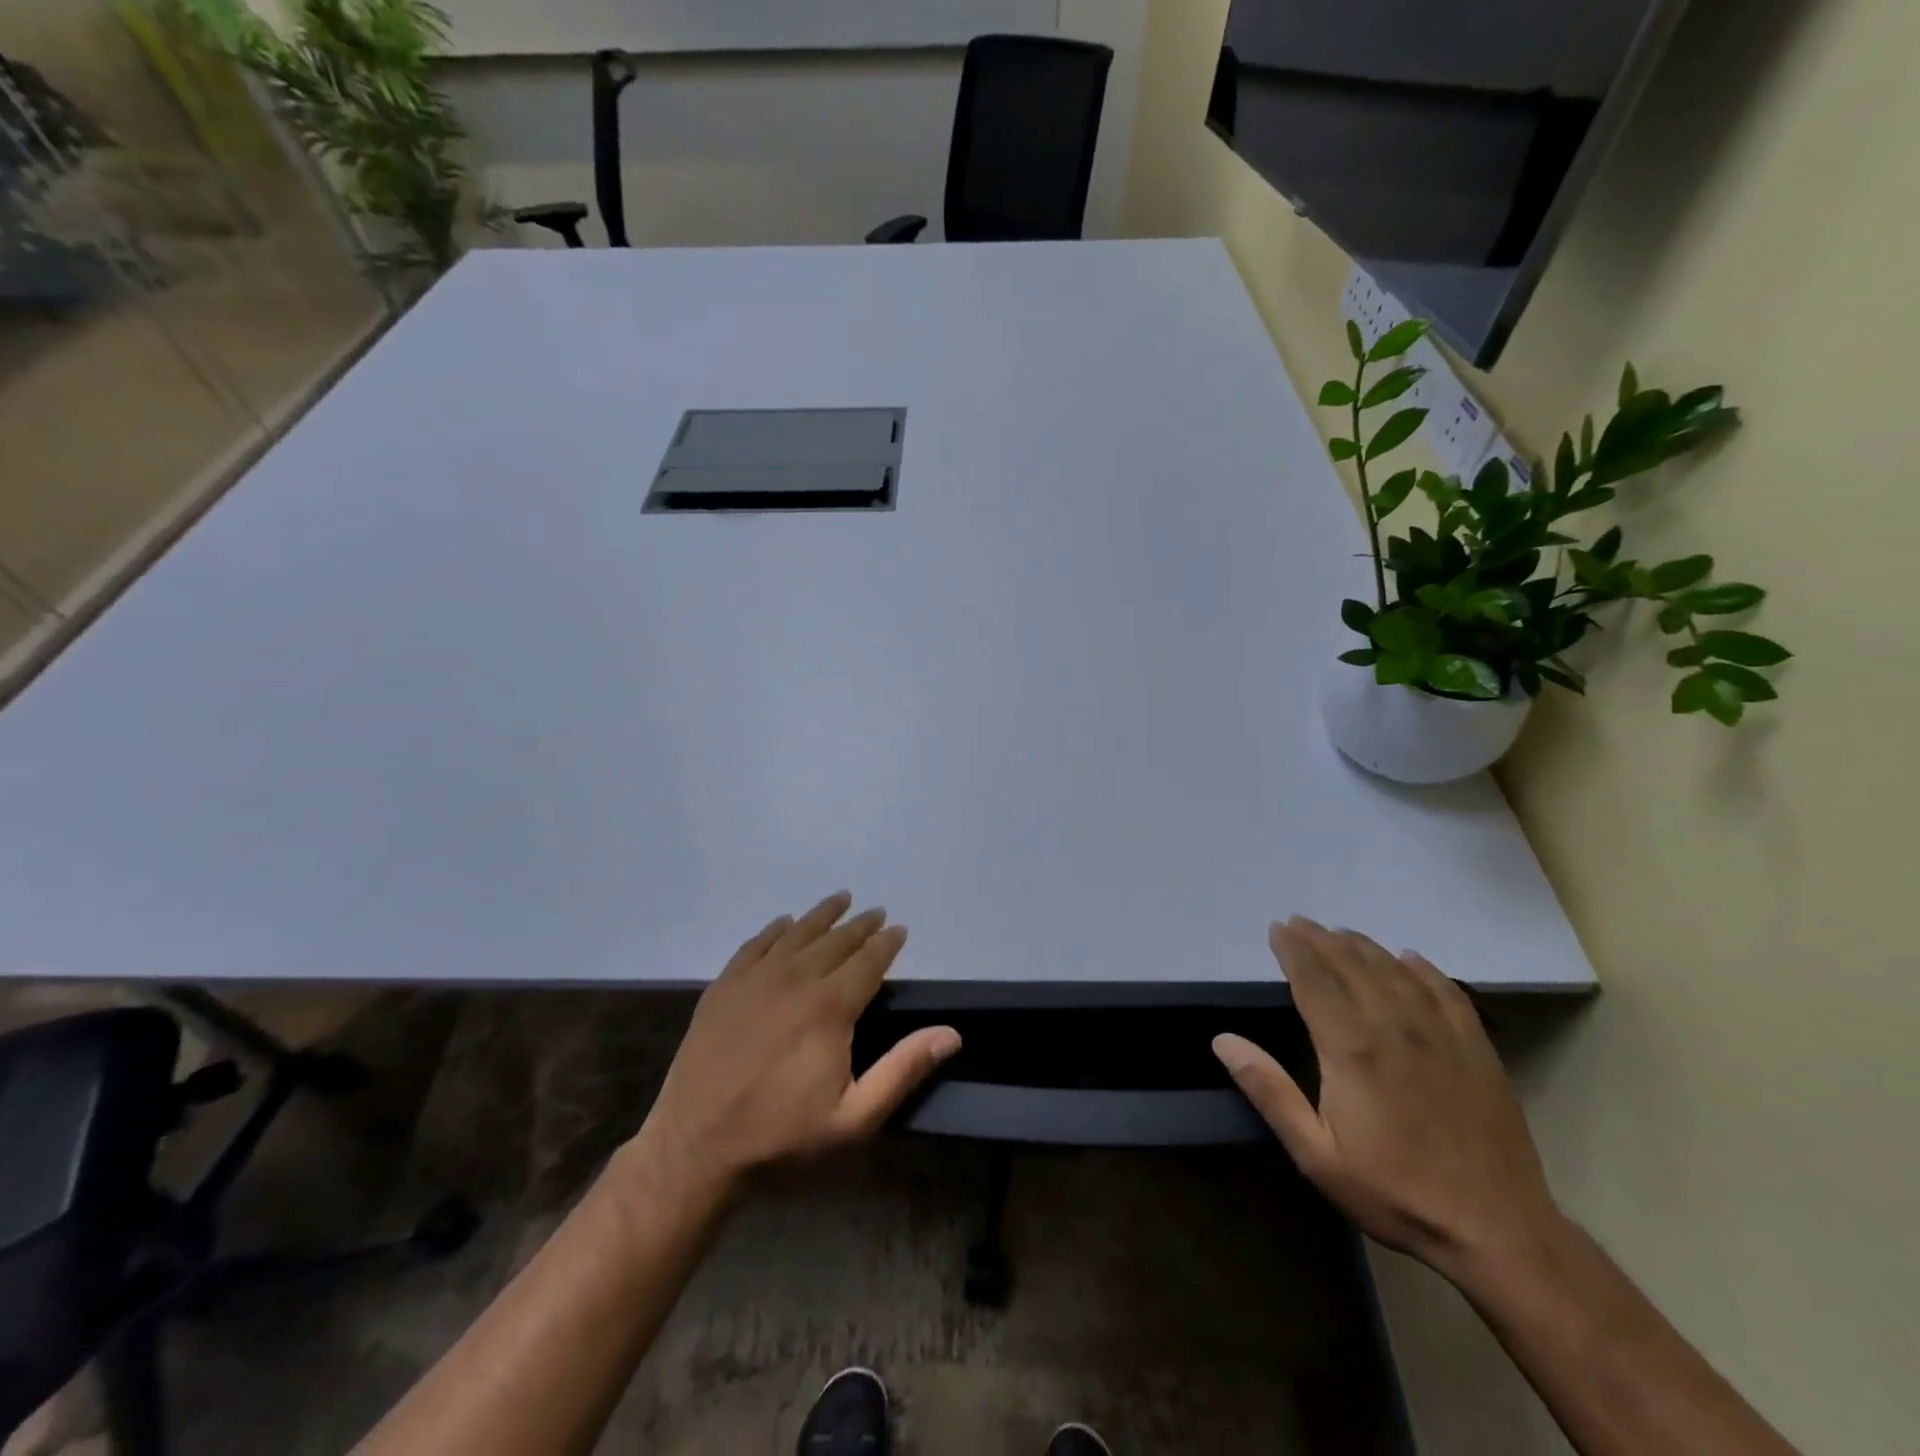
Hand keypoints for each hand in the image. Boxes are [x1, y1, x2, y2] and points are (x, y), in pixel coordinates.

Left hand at [633, 892, 960, 1201]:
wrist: (694, 1149)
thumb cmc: (781, 1137)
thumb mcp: (853, 1118)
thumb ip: (903, 1070)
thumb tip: (951, 1034)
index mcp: (830, 1006)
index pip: (868, 960)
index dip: (887, 943)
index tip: (899, 929)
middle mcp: (795, 979)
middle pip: (835, 940)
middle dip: (860, 925)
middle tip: (876, 913)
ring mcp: (755, 979)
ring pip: (797, 933)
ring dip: (822, 914)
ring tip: (840, 899)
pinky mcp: (723, 987)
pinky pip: (755, 944)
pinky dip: (774, 930)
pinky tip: (784, 923)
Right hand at [1214, 918, 1562, 1280]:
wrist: (1498, 1232)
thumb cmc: (1395, 1192)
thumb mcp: (1316, 1154)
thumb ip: (1270, 1091)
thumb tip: (1223, 1040)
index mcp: (1352, 1048)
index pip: (1314, 980)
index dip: (1293, 950)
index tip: (1277, 929)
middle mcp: (1394, 1027)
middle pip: (1352, 966)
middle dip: (1321, 940)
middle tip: (1300, 922)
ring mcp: (1441, 1035)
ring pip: (1395, 972)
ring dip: (1364, 946)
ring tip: (1341, 932)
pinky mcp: (1477, 1049)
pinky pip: (1447, 992)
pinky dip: (1425, 969)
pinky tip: (1411, 959)